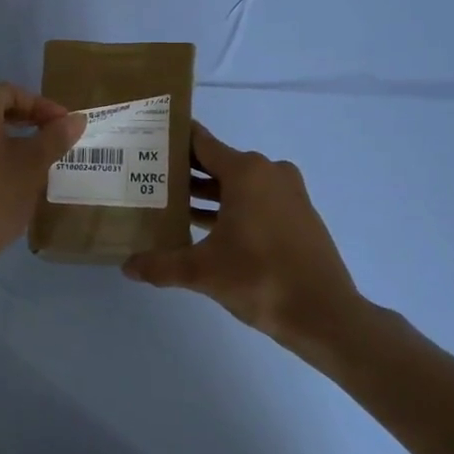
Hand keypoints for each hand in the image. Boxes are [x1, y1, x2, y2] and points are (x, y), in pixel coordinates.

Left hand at [0, 80, 84, 290]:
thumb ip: (55, 138)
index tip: (64, 125)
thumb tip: (77, 119)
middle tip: (50, 137)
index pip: (13, 92)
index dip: (42, 107)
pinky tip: (3, 175)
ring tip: (31, 158)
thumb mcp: (32, 166)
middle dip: (24, 119)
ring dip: (5, 136)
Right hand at [123, 122, 379, 366]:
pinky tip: (203, 229)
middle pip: (217, 162)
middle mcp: (268, 173)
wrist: (326, 315)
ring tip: (169, 205)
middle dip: (184, 171)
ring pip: (237, 185)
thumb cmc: (261, 279)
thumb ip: (161, 265)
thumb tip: (127, 267)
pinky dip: (230, 209)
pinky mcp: (298, 216)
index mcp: (246, 172)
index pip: (201, 142)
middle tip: (148, 177)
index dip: (174, 139)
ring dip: (207, 194)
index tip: (147, 138)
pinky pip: (255, 201)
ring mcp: (288, 194)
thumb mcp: (202, 272)